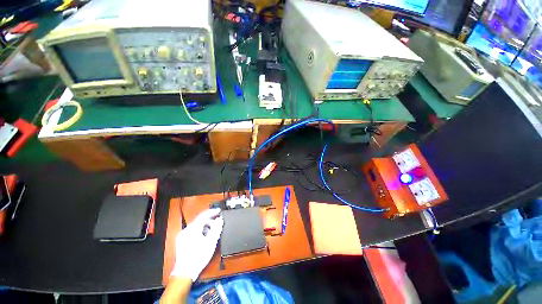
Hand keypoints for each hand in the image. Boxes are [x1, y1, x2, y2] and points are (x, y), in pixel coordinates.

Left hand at [170, 208, 223, 281]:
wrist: (185, 272)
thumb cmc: (199, 256)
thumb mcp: (211, 242)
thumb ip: (216, 228)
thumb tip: (220, 219)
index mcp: (192, 229)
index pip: (203, 215)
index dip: (212, 212)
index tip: (219, 211)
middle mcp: (186, 230)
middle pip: (199, 220)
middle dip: (209, 220)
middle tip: (217, 223)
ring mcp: (182, 235)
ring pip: (196, 226)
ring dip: (205, 226)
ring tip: (212, 232)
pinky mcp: (181, 241)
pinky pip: (192, 231)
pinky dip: (200, 231)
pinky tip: (204, 237)